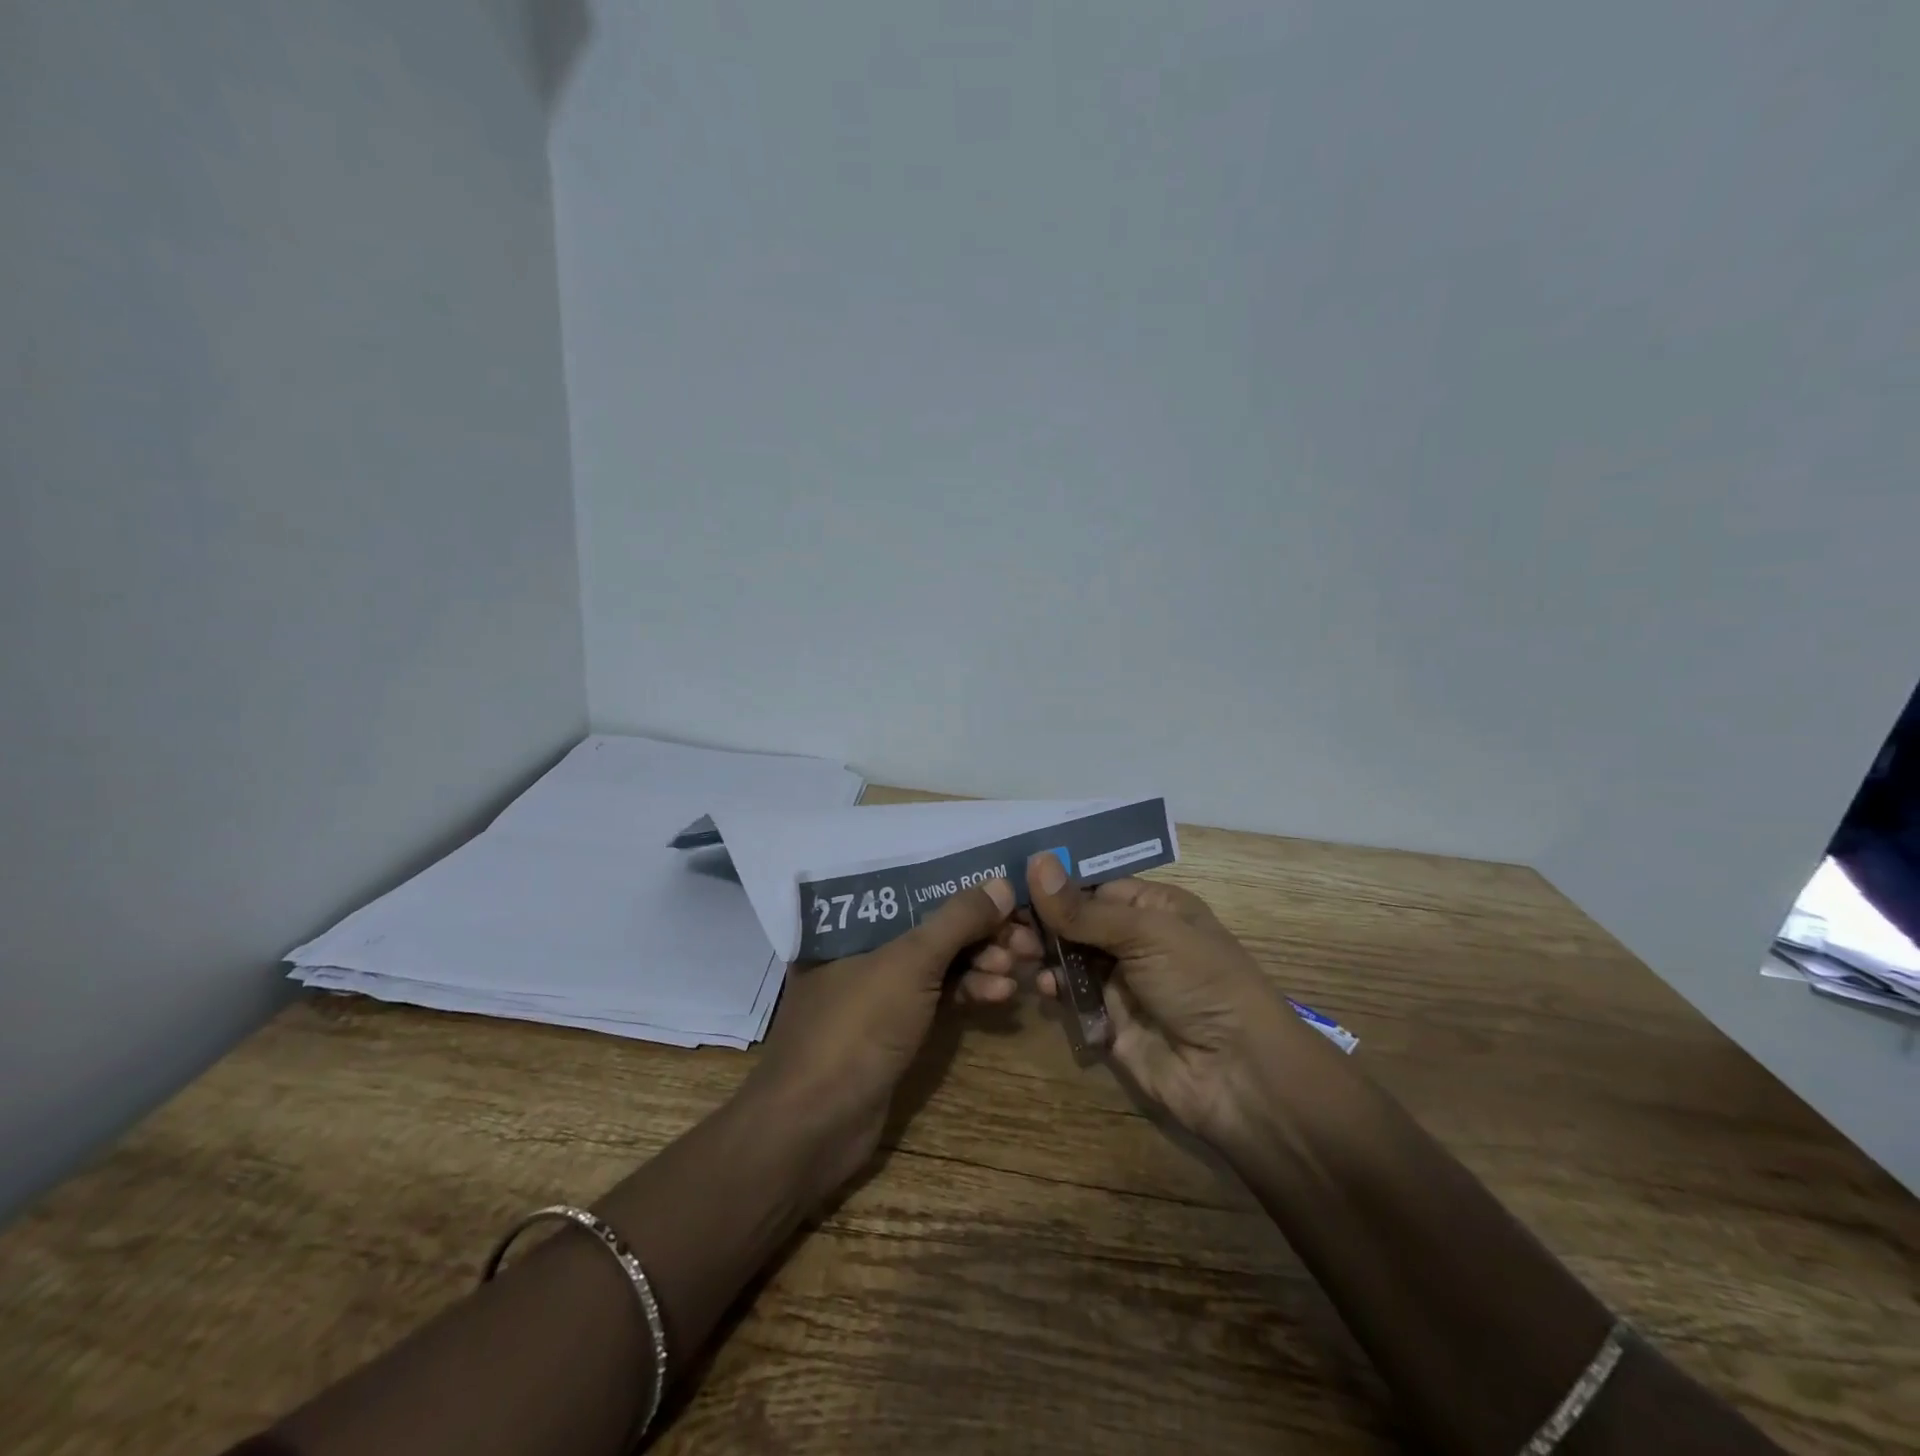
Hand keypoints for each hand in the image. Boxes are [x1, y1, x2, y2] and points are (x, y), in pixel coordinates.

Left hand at [741, 878, 1015, 1196]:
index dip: (964, 890)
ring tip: (1016, 971)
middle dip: (981, 933)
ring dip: (980, 964)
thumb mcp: (909, 964)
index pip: (915, 891)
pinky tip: (1000, 997)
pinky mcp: (893, 1029)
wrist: (813, 1128)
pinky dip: (968, 994)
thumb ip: (957, 920)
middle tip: (1025, 941)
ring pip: (939, 964)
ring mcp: (878, 992)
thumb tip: (1003, 883)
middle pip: (932, 927)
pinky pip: (937, 998)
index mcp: (850, 923)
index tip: (1010, 896)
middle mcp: (862, 949)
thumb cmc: (856, 1028)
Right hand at [981, 855, 1311, 1143]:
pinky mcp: (1108, 1021)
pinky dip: (1054, 988)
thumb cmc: (1199, 982)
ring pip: (1069, 957)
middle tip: (1005, 924)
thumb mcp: (1145, 933)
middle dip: (1042, 920)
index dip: (1054, 883)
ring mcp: (1121, 982)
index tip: (1010, 881)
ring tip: (1016, 953)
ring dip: (1042, 952)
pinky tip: (1043, 987)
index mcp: (1154, 907)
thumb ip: (1083, 907)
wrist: (1237, 1075)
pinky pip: (1072, 996)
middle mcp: (1136, 939)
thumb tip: (1034, 860)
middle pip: (1076, 920)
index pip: (1093, 885)